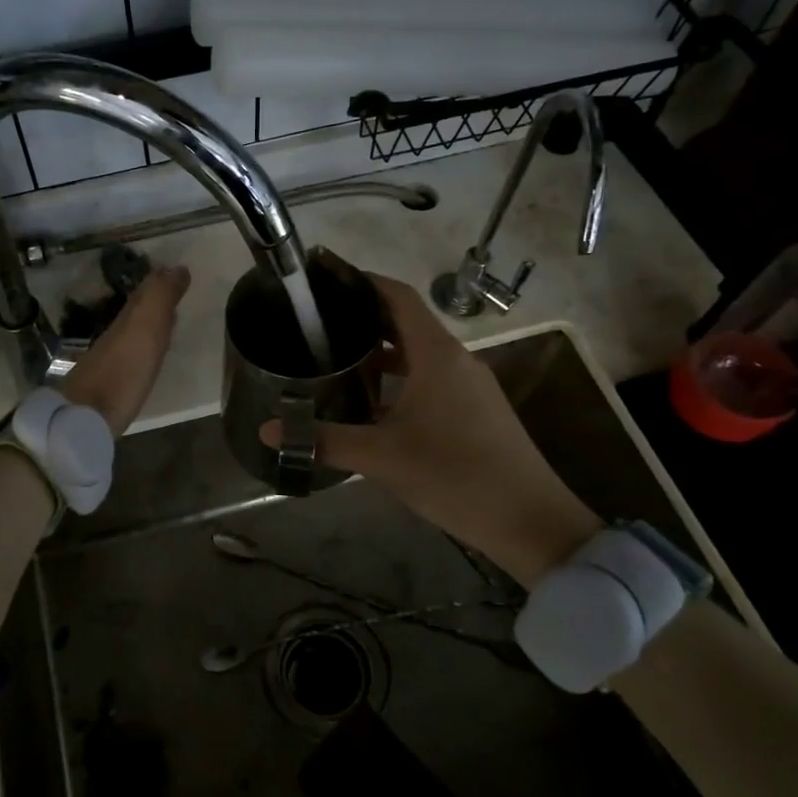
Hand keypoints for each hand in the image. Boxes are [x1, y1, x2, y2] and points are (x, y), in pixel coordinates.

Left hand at [61, 265, 190, 434]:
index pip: (146, 292)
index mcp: (128, 318)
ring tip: (169, 322)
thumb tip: (177, 268)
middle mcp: (117, 334)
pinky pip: (131, 356)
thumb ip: (160, 297)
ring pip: (133, 333)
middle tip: (175, 293)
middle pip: (138, 311)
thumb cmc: (123, 370)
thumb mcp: (146, 327)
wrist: (86, 416)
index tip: (178, 273)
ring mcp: (111, 359)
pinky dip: (143, 349)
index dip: (160, 281)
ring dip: (150, 325)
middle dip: (155, 300)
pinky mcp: (110, 385)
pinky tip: (148, 357)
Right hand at [260, 269, 598, 586]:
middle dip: (365, 317)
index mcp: (436, 354)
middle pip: (407, 321)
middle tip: (319, 322)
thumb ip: (323, 439)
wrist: (530, 521)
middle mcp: (456, 359)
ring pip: (420, 353)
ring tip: (338, 358)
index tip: (327, 275)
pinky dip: (401, 376)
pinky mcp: (477, 409)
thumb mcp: (381, 457)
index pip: (398, 296)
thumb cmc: (453, 474)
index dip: (363, 280)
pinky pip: (432, 376)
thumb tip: (267, 431)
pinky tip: (374, 402)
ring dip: (382, 351)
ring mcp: (471, 384)